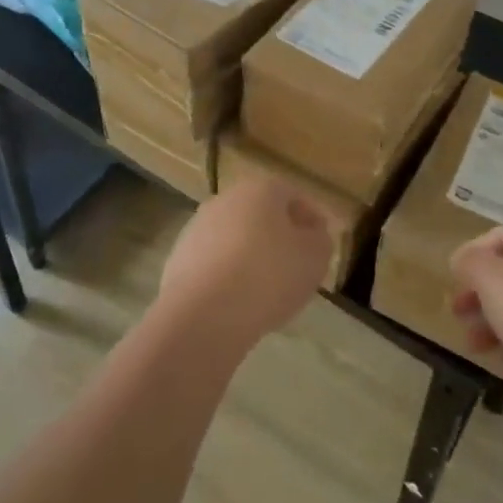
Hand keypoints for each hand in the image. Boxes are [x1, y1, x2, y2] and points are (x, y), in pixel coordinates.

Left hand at [155, 175, 333, 351]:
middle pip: (261, 213)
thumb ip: (320, 239)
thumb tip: (312, 233)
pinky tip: (238, 300)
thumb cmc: (268, 276)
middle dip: (279, 235)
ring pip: (236, 237)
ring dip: (252, 254)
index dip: (311, 218)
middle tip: (296, 265)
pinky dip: (228, 274)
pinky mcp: (180, 257)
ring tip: (268, 288)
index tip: (321, 244)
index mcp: (260, 189)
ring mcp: (198, 226)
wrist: (204, 313)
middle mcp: (226, 199)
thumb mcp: (314, 258)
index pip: (293, 195)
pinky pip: (215, 261)